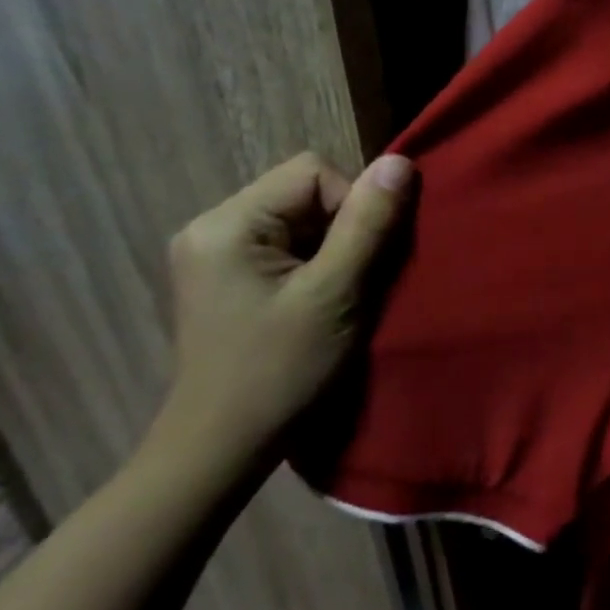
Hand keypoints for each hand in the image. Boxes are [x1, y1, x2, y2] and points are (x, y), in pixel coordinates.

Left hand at [149, 150, 413, 476]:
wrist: (221, 448)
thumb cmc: (281, 372)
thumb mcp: (335, 295)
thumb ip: (368, 225)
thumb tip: (400, 162)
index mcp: (227, 223)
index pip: (313, 173)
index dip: (353, 206)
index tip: (357, 263)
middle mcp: (210, 226)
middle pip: (304, 194)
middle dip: (342, 231)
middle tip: (351, 284)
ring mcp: (212, 253)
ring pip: (298, 221)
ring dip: (331, 251)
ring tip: (334, 298)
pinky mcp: (223, 278)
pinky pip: (283, 246)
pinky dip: (312, 266)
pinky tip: (313, 305)